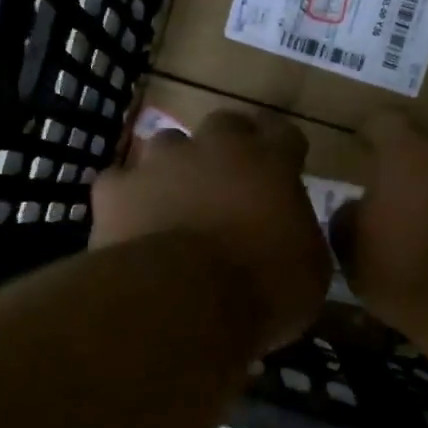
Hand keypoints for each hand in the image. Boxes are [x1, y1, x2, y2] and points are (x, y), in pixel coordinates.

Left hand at [92, 109, 331, 353]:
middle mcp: (215, 147)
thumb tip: (294, 237)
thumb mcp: (312, 273)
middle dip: (230, 148)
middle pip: (227, 125)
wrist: (183, 302)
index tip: (286, 171)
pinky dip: (129, 201)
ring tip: (178, 203)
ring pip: (169, 146)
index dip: (284, 151)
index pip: (284, 134)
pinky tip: (134, 226)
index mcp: (271, 162)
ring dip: (176, 169)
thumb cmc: (263, 289)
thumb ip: (303, 238)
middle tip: (232, 183)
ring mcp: (160, 163)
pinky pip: (121, 184)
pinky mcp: (116, 190)